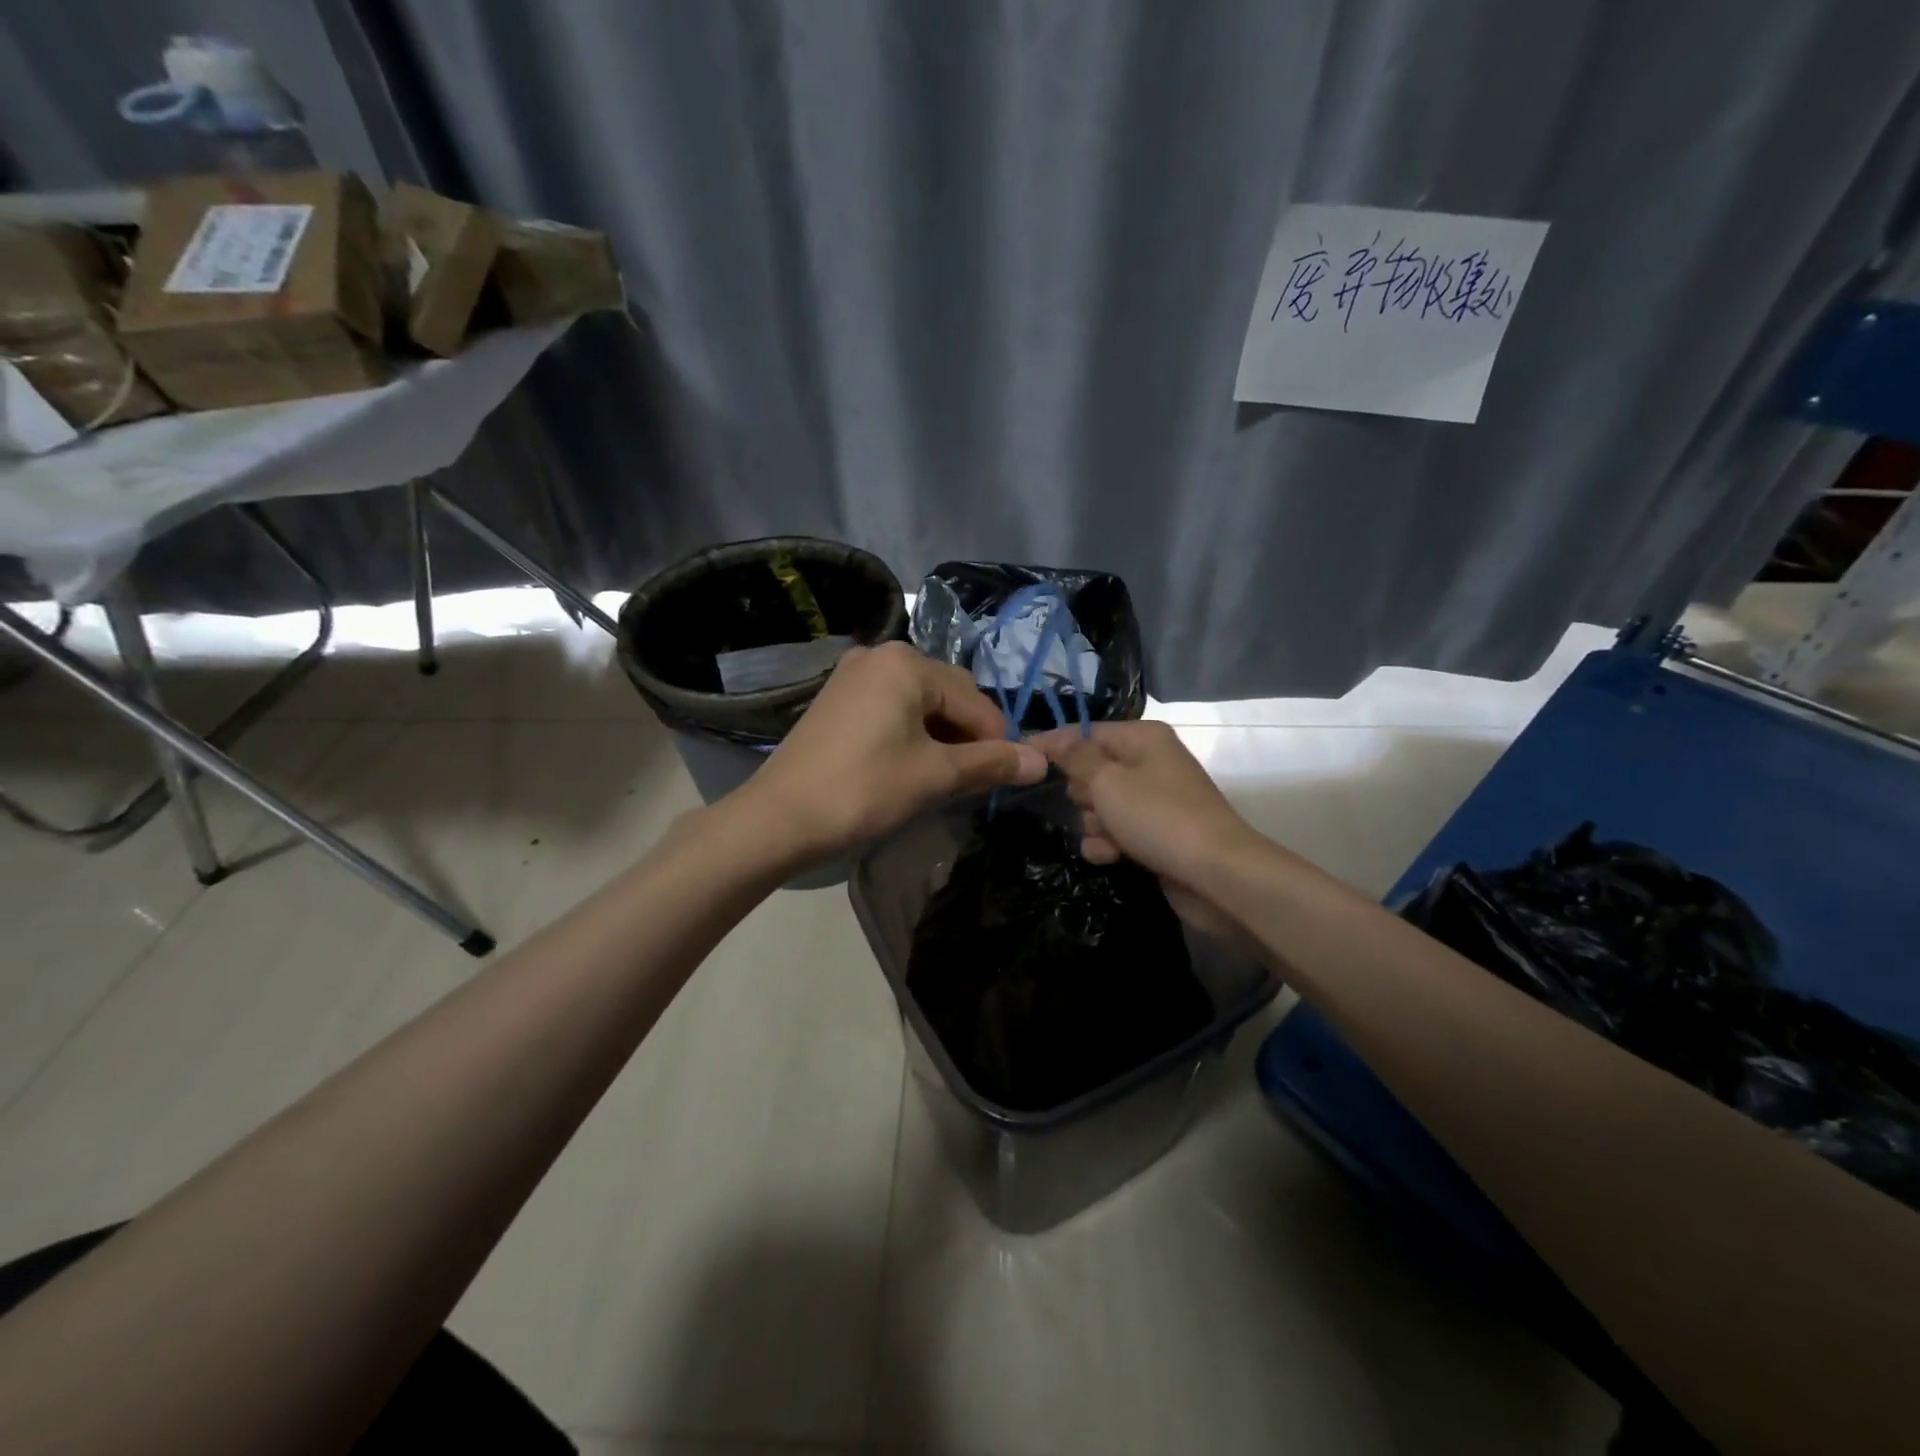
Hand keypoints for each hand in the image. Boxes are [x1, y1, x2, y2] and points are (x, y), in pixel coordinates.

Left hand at [741, 641, 1047, 863]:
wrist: (778, 818)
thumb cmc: (863, 790)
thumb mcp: (934, 777)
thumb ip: (991, 764)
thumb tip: (1041, 762)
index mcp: (907, 663)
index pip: (975, 701)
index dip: (995, 742)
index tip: (1001, 781)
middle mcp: (881, 655)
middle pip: (949, 694)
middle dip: (967, 737)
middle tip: (967, 782)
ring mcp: (854, 674)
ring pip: (921, 703)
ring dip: (941, 737)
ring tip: (940, 778)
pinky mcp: (838, 697)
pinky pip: (893, 708)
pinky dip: (911, 733)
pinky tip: (908, 765)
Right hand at [1034, 721, 1267, 935]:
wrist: (1216, 874)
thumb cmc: (1158, 817)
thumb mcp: (1108, 782)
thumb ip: (1075, 758)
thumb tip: (1052, 738)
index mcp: (1143, 738)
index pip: (1086, 732)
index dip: (1054, 745)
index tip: (1021, 757)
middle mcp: (1150, 762)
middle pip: (1092, 770)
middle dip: (1082, 793)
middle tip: (1090, 806)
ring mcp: (1154, 800)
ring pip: (1101, 805)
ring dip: (1094, 824)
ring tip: (1108, 837)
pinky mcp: (1155, 834)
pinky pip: (1117, 831)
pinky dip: (1109, 843)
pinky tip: (1112, 856)